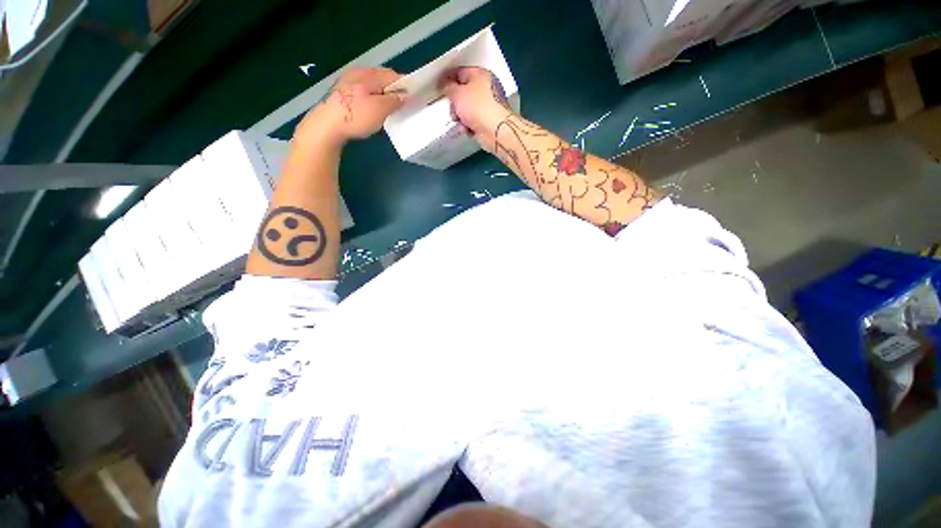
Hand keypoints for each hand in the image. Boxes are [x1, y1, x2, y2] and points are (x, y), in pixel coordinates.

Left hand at [297, 67, 405, 147]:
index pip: (393, 75)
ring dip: (383, 95)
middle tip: (402, 106)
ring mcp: (348, 81)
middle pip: (382, 78)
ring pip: (373, 85)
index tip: (414, 98)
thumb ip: (395, 100)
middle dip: (394, 90)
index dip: (405, 86)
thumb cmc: (356, 117)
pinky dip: (373, 98)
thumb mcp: (380, 109)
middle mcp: (358, 72)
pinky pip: (364, 91)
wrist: (326, 126)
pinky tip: (373, 110)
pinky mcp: (343, 93)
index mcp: (368, 74)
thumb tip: (406, 95)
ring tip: (389, 109)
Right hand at [442, 67, 514, 152]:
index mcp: (481, 74)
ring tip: (461, 122)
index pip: (460, 72)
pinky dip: (469, 126)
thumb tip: (446, 86)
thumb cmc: (478, 107)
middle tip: (453, 110)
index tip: (440, 88)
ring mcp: (489, 106)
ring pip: (467, 109)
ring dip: (461, 117)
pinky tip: (468, 130)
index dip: (448, 79)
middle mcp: (487, 88)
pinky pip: (473, 122)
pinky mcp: (488, 121)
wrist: (495, 131)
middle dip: (456, 104)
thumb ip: (448, 88)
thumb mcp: (457, 94)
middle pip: (464, 93)